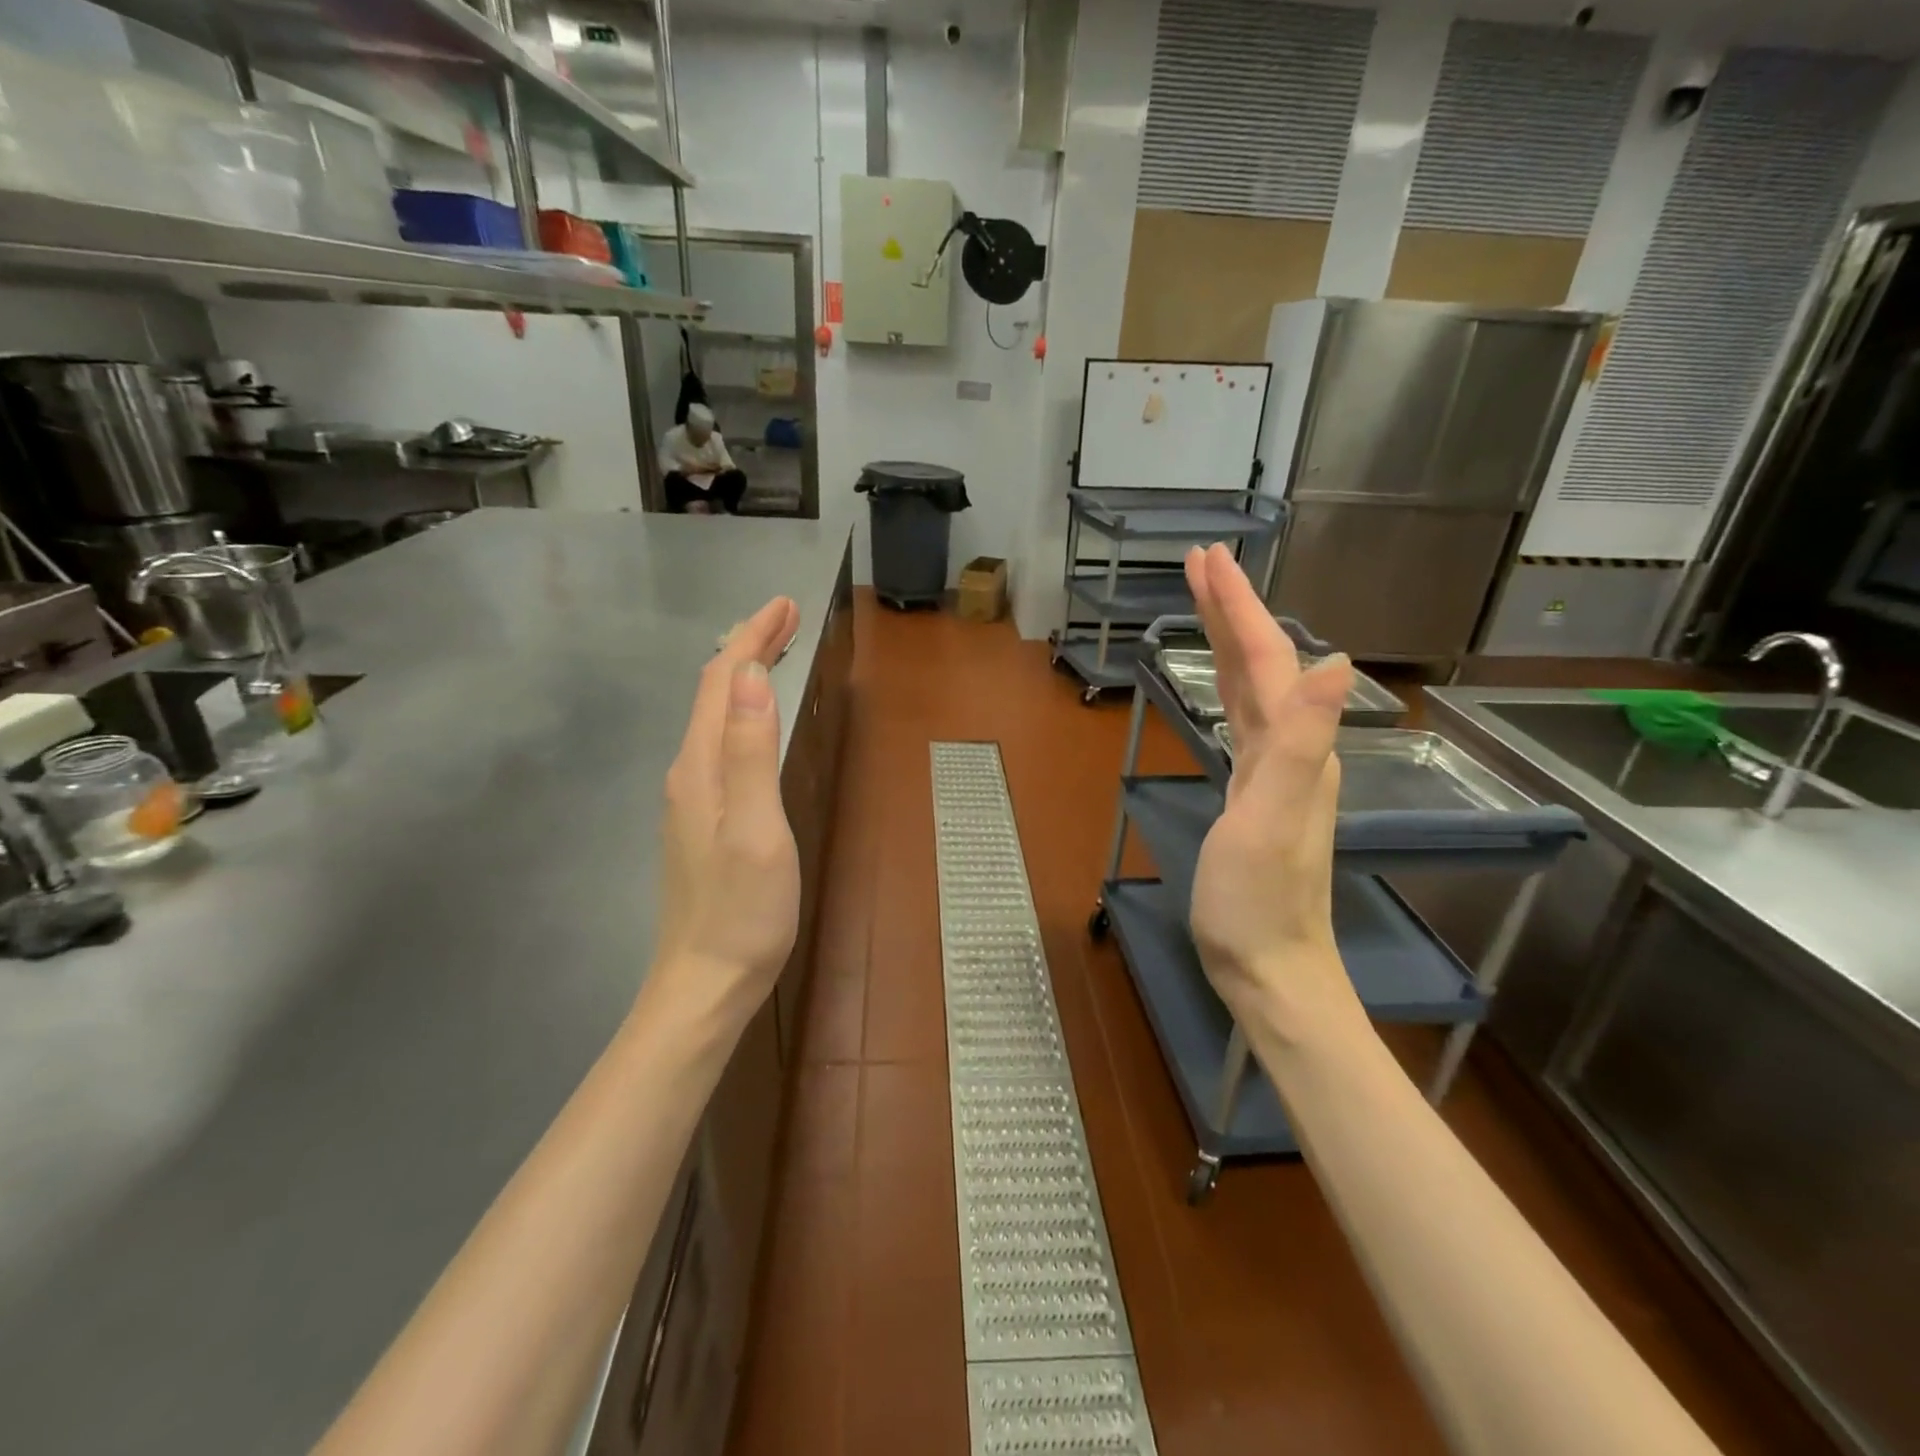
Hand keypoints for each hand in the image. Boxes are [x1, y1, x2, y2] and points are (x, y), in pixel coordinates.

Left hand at [652, 596, 801, 1032]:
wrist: (704, 984)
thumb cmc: (742, 911)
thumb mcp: (756, 829)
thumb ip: (751, 752)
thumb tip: (754, 675)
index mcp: (702, 766)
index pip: (724, 680)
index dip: (752, 636)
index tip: (785, 603)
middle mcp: (689, 772)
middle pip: (715, 692)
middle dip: (748, 646)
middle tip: (786, 616)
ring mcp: (691, 798)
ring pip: (715, 716)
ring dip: (744, 675)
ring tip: (774, 651)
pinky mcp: (701, 820)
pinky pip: (720, 743)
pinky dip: (741, 711)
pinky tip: (753, 719)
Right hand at [1184, 545, 1362, 1040]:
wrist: (1269, 966)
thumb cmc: (1257, 899)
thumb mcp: (1271, 819)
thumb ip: (1301, 742)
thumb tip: (1339, 661)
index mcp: (1295, 746)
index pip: (1267, 659)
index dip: (1237, 607)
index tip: (1206, 560)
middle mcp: (1293, 748)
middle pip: (1263, 663)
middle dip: (1231, 609)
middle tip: (1200, 563)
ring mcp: (1274, 771)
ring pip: (1253, 688)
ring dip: (1229, 641)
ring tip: (1204, 604)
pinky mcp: (1254, 792)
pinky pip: (1243, 719)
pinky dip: (1228, 686)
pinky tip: (1223, 685)